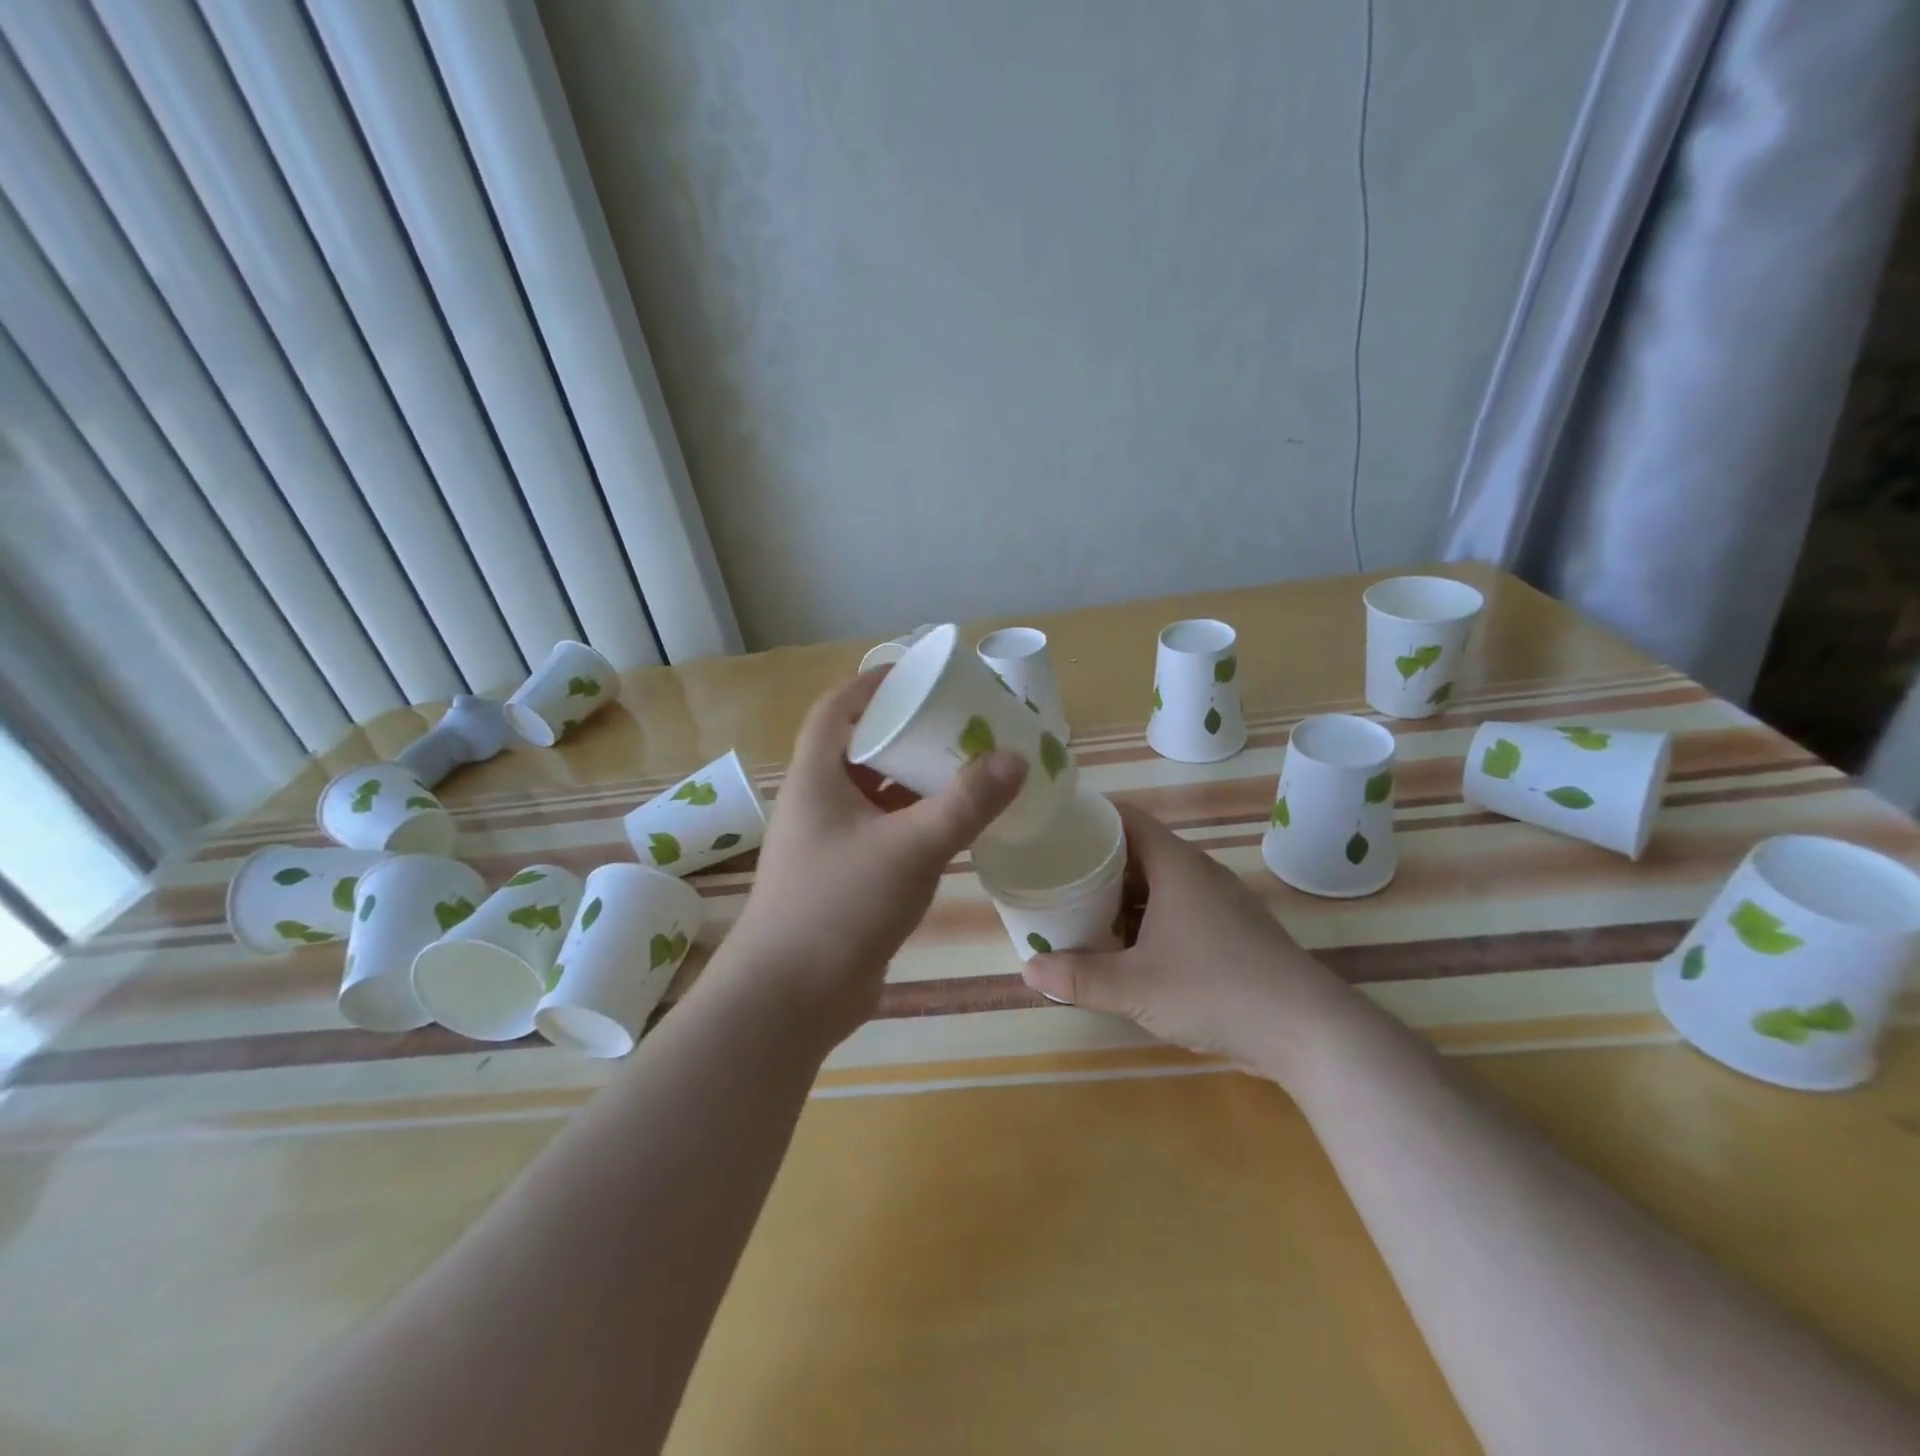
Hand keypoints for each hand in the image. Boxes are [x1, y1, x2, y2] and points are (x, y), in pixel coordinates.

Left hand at [720, 672, 1026, 1045]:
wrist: (789, 1001)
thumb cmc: (839, 907)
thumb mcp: (910, 847)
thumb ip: (966, 802)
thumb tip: (1015, 758)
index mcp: (815, 778)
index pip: (836, 710)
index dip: (871, 684)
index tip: (917, 676)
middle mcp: (818, 804)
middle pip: (862, 750)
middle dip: (908, 734)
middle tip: (960, 724)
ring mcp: (830, 845)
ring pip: (876, 797)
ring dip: (916, 782)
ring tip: (968, 768)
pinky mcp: (846, 881)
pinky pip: (885, 835)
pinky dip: (916, 824)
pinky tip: (955, 827)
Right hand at [1019, 802, 1349, 1077]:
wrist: (1308, 1031)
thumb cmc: (1216, 990)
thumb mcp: (1136, 986)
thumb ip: (1079, 977)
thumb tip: (1027, 970)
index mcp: (1176, 865)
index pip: (1125, 818)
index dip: (1088, 819)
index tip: (1052, 831)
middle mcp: (1198, 873)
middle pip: (1137, 851)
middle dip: (1095, 864)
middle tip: (1055, 878)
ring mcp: (1218, 903)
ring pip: (1158, 884)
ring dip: (1120, 896)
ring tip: (1079, 912)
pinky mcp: (1231, 932)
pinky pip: (1176, 910)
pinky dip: (1146, 920)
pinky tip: (1125, 949)